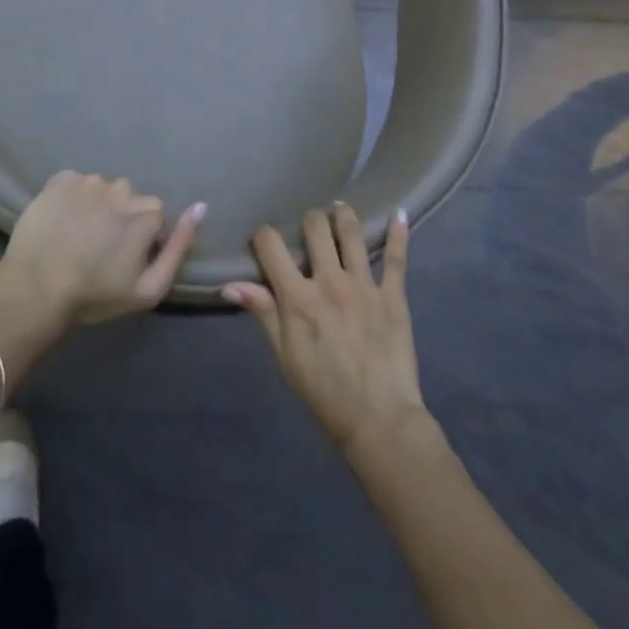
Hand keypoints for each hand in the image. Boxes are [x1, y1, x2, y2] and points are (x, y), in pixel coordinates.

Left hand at [0, 171, 204, 330]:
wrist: (36, 290)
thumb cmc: (96, 295)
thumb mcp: (150, 288)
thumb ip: (180, 247)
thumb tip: (201, 206)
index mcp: (146, 212)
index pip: (154, 216)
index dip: (141, 238)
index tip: (124, 259)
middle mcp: (121, 188)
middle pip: (128, 198)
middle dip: (120, 217)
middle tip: (99, 248)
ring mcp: (88, 181)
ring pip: (101, 189)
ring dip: (95, 206)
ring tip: (77, 236)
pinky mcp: (59, 180)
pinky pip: (74, 183)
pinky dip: (71, 197)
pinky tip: (61, 222)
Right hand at [223, 203, 424, 453]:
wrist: (378, 419)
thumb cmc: (323, 391)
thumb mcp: (284, 356)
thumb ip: (262, 313)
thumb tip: (230, 284)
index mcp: (298, 296)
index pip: (271, 246)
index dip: (263, 235)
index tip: (263, 239)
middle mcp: (330, 280)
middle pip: (315, 228)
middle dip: (308, 220)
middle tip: (309, 228)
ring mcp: (364, 284)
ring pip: (352, 233)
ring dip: (343, 216)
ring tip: (340, 209)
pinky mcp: (393, 295)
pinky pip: (396, 258)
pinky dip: (398, 234)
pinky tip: (399, 214)